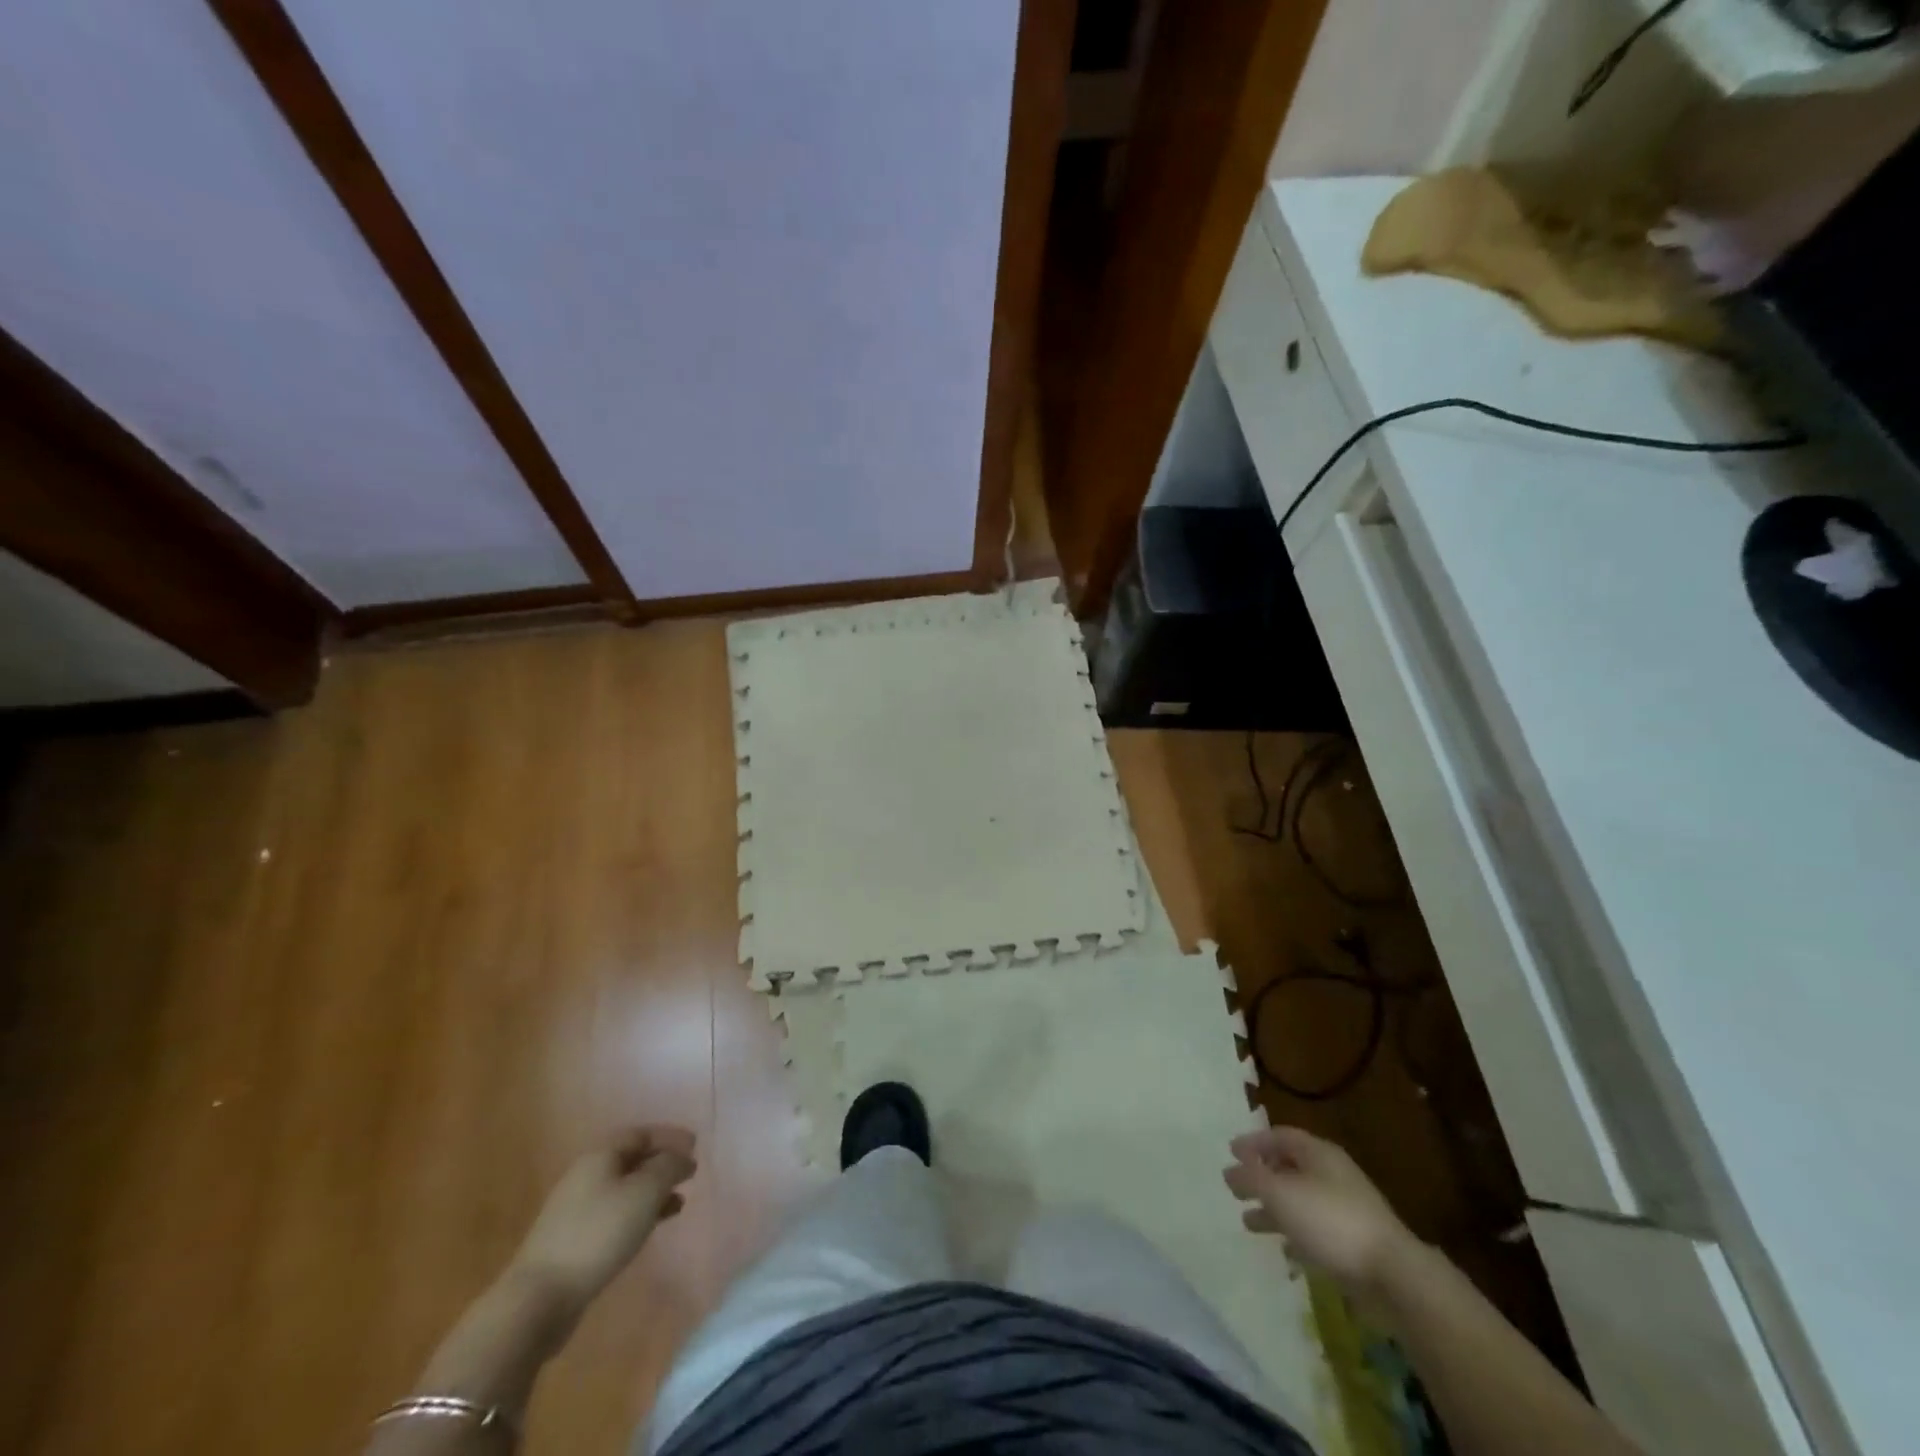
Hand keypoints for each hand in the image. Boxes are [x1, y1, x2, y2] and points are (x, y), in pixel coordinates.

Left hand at [511, 1126, 697, 1317]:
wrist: (539, 1299)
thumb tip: (681, 1157)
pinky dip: (638, 1214)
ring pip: (624, 1189)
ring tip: (679, 1202)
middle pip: (631, 1159)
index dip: (670, 1136)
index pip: (641, 1133)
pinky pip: (615, 1214)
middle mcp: (586, 1176)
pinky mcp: (573, 1241)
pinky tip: (651, 1228)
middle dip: (662, 1164)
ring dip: (653, 1191)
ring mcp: (576, 1210)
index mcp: (600, 1156)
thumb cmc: (599, 1234)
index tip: (695, 1146)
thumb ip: (669, 1167)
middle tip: (689, 1173)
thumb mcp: (645, 1192)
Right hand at [1224, 1125, 1414, 1296]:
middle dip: (1262, 1177)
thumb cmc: (1330, 1220)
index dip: (1253, 1142)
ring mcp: (1346, 1209)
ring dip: (1274, 1209)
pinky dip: (1296, 1235)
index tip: (1230, 1152)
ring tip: (1249, 1223)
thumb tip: (1229, 1170)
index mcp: (1318, 1153)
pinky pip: (1317, 1230)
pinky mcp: (1354, 1242)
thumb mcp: (1280, 1194)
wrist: (1392, 1274)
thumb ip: (1250, 1178)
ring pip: (1301, 1201)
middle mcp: (1332, 1174)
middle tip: (1237, 1188)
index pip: (1280, 1135)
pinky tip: (1285, 1251)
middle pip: (1290, 1167)